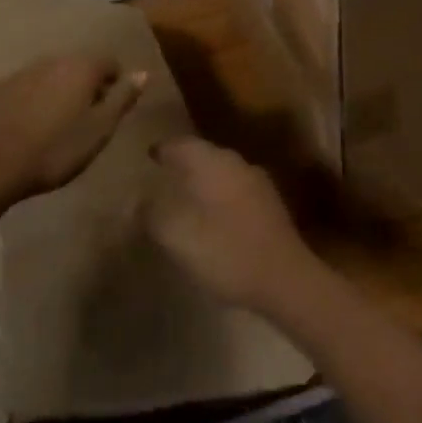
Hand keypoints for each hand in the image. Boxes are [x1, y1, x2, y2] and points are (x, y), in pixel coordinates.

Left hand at [0, 55, 145, 201]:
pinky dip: (36, 100)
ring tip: (59, 126)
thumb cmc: (54, 150)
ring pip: (53, 76)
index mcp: (82, 67)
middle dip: (88, 87)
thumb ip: (122, 98)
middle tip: (88, 121)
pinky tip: (31, 127)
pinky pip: (29, 87)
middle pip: (81, 67)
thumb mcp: (99, 130)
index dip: (117, 85)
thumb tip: (143, 72)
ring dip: (61, 93)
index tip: (113, 112)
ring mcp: (23, 72)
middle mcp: (54, 60)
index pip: (111, 63)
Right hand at [145, 136, 322, 317]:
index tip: (148, 155)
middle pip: (204, 154)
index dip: (163, 149)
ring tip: (184, 196)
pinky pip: (235, 190)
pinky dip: (218, 197)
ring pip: (222, 172)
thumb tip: (136, 199)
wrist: (285, 278)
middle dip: (183, 162)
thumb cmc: (226, 251)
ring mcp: (257, 182)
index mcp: (213, 162)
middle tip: (162, 175)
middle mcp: (237, 163)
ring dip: (202, 180)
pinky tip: (212, 217)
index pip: (182, 144)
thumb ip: (152, 214)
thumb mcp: (177, 236)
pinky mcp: (270, 205)